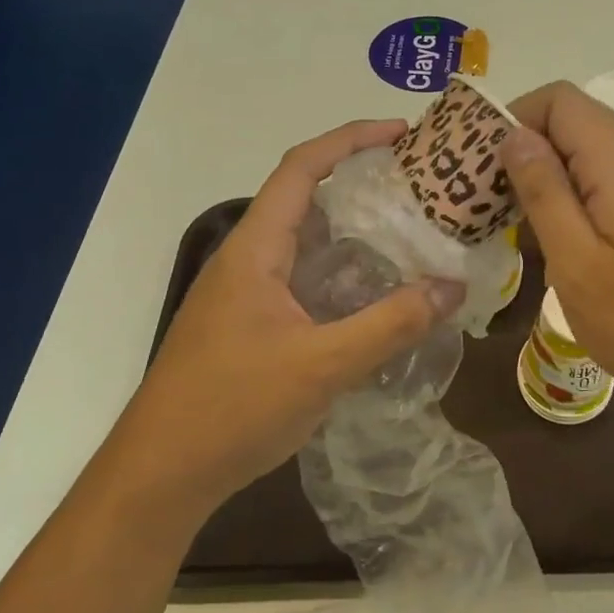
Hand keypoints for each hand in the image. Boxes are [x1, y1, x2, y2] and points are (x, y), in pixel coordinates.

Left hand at [124, 120, 464, 515]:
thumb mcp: (322, 366)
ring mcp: (245, 293)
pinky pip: (303, 278)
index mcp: (255, 248)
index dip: (350, 139)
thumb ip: (391, 325)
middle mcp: (247, 258)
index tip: (401, 134)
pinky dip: (341, 272)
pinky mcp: (250, 324)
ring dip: (352, 231)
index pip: (302, 168)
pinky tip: (375, 296)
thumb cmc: (232, 409)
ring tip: (409, 233)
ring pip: (306, 242)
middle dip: (360, 182)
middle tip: (419, 188)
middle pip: (306, 198)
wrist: (160, 477)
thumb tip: (453, 287)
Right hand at [504, 83, 613, 435]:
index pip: (556, 99)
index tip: (479, 169)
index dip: (512, 119)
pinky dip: (573, 196)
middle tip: (485, 203)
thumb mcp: (577, 263)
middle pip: (571, 122)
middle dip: (522, 151)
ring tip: (514, 226)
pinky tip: (559, 242)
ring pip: (587, 153)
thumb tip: (514, 136)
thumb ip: (543, 192)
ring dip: (546, 178)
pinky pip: (606, 180)